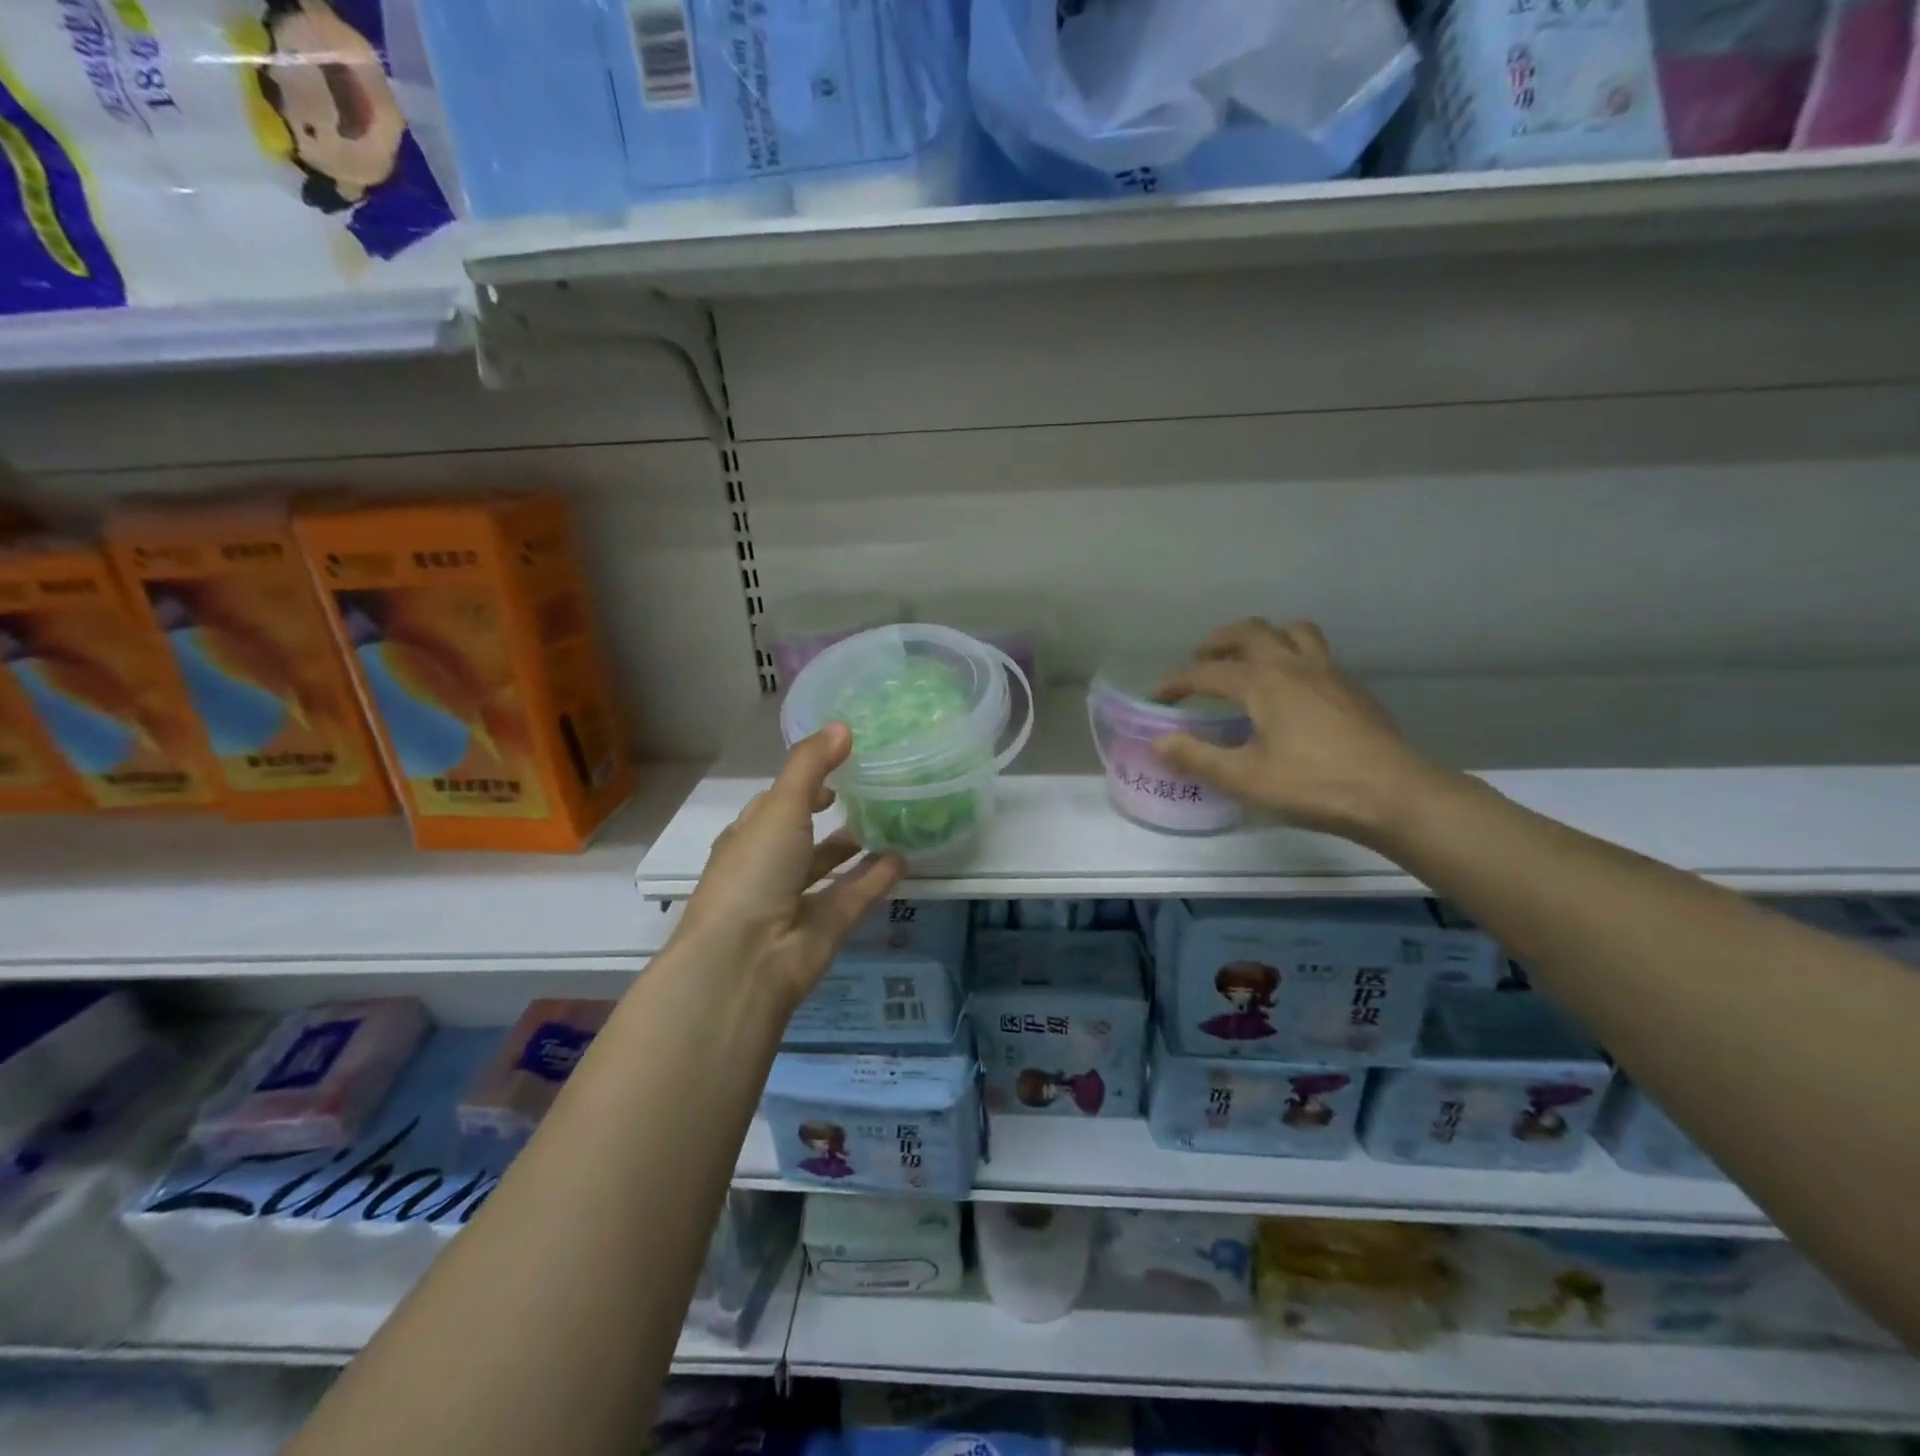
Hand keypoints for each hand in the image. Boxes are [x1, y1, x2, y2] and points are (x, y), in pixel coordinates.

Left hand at [675, 724, 903, 1010]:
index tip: (841, 760)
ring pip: (831, 866)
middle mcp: (770, 866)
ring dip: (856, 845)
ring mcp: (798, 899)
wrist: (747, 960)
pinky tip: (905, 857)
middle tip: (873, 786)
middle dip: (831, 813)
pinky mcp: (826, 925)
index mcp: (749, 836)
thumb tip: (842, 725)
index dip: (805, 781)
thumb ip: (812, 766)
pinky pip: (856, 893)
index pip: (776, 802)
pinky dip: (877, 876)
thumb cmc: (754, 871)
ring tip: (893, 817)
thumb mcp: (780, 807)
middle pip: (804, 834)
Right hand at [1154, 618, 1443, 845]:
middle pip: (1251, 632)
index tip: (1158, 696)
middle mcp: (1294, 666)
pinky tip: (1290, 691)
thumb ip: (1198, 758)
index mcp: (1264, 683)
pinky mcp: (1352, 689)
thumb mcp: (1246, 779)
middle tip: (1200, 660)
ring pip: (1292, 632)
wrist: (1396, 795)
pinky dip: (1292, 656)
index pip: (1208, 672)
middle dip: (1219, 641)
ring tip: (1248, 661)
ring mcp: (1329, 673)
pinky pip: (1316, 653)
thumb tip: (1159, 742)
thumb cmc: (1314, 786)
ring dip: (1264, 637)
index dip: (1177, 682)